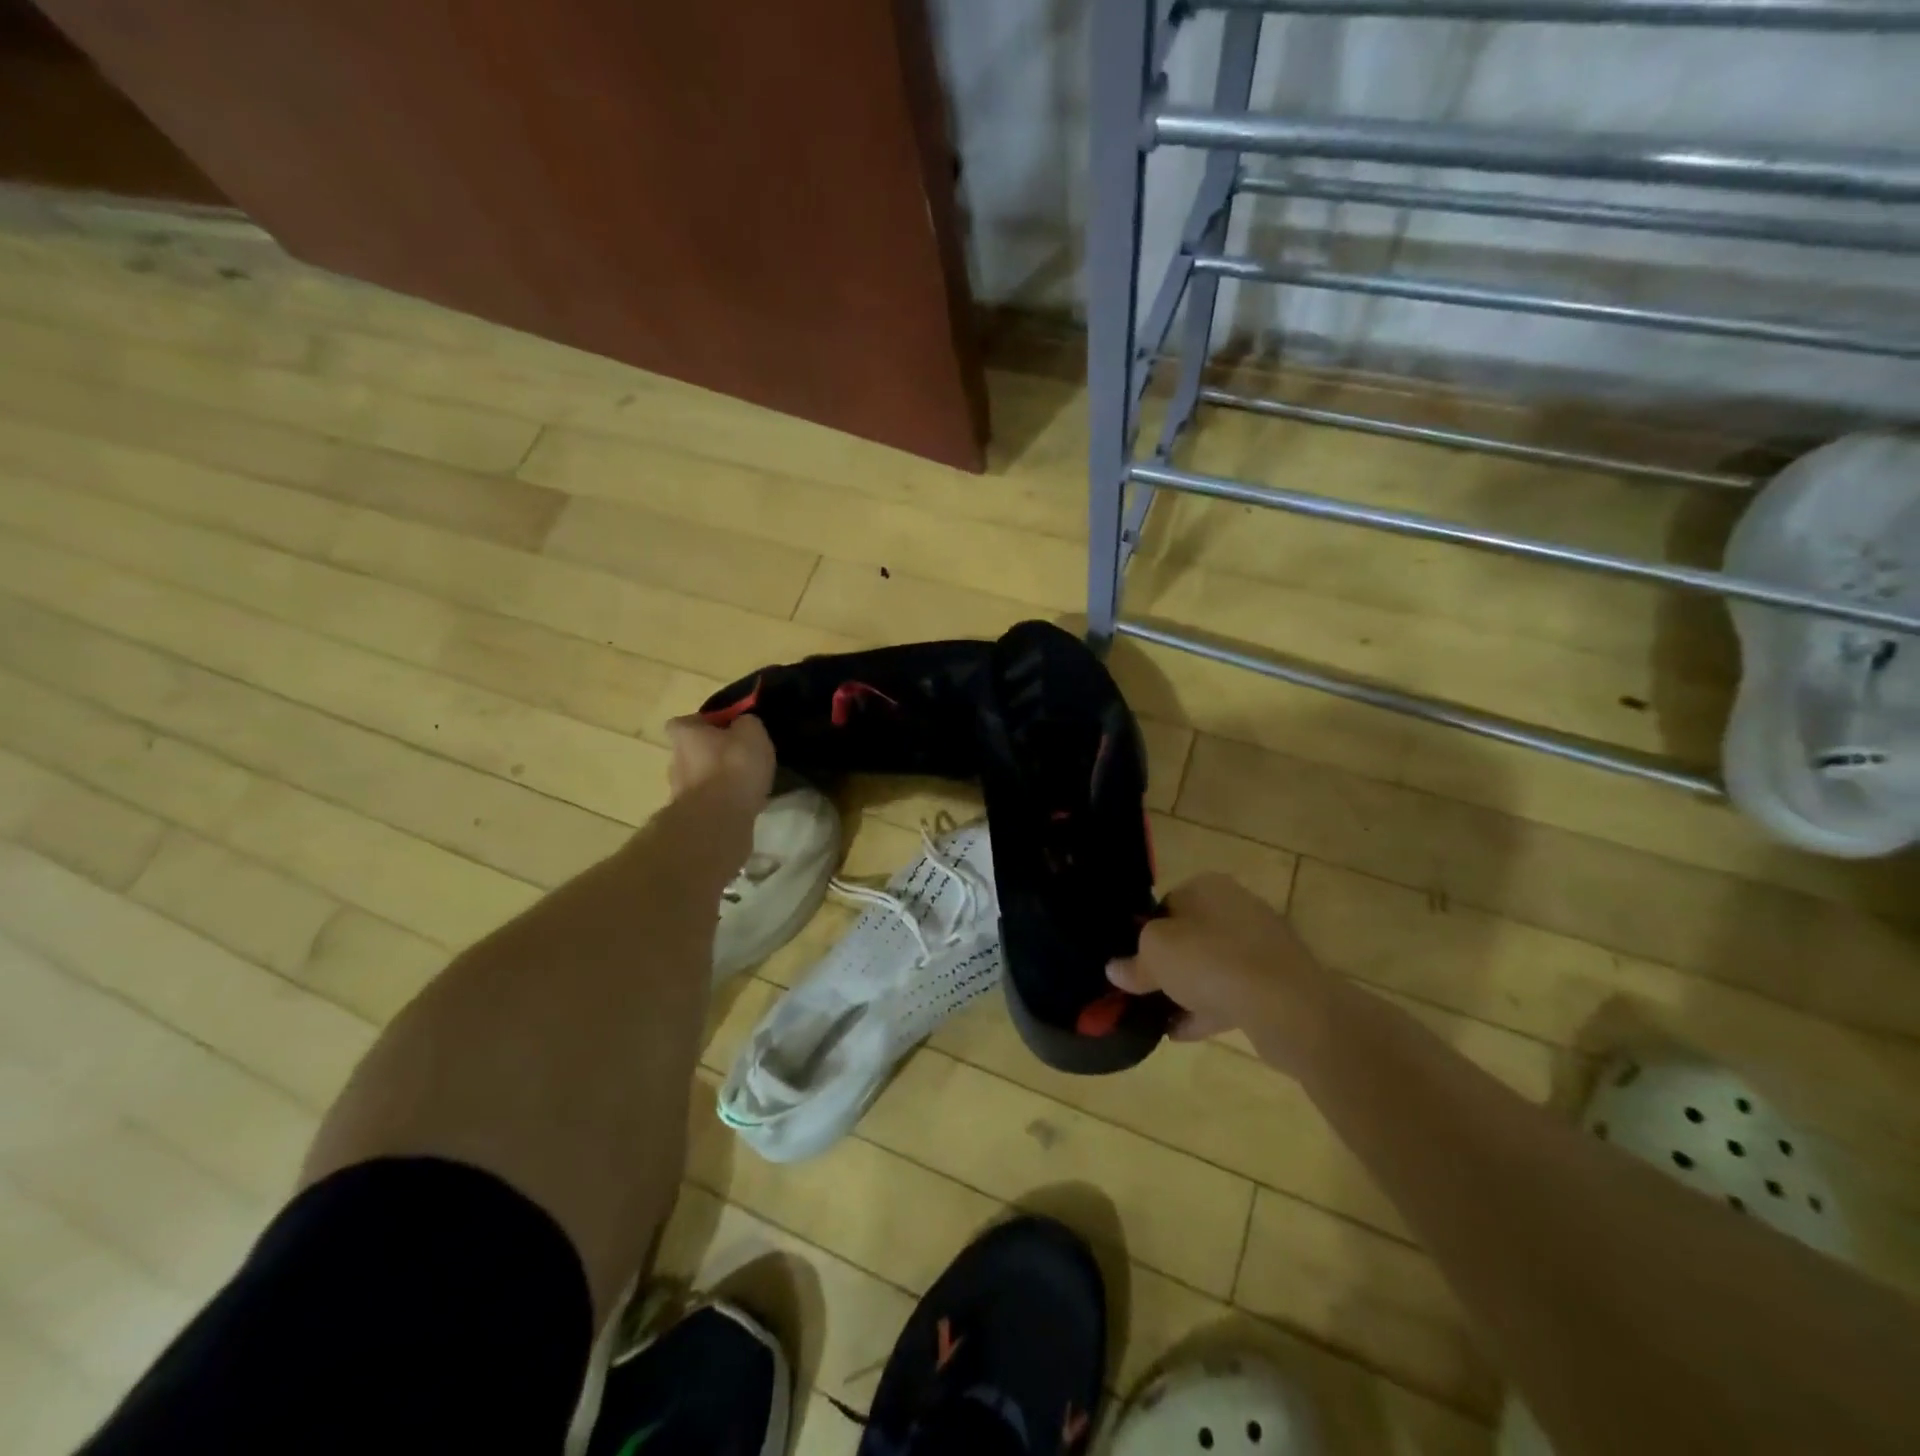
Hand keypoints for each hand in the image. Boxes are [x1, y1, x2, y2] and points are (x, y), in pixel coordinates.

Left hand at [664, 714, 775, 808]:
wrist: (718, 819)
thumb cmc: (734, 766)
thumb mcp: (752, 732)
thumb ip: (747, 722)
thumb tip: (744, 723)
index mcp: (684, 734)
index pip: (687, 721)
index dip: (708, 723)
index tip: (731, 728)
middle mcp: (675, 760)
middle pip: (694, 750)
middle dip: (715, 753)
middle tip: (742, 757)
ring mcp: (680, 790)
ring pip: (702, 778)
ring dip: (720, 779)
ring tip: (748, 783)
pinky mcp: (691, 815)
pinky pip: (710, 801)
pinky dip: (724, 800)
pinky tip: (745, 803)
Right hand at [1107, 872, 1334, 1073]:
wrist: (1287, 1005)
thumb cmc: (1210, 960)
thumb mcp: (1154, 955)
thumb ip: (1132, 962)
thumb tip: (1115, 969)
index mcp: (1207, 887)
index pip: (1165, 904)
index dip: (1144, 933)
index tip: (1131, 962)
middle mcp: (1236, 908)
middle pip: (1189, 936)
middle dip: (1167, 965)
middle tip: (1143, 991)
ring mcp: (1261, 946)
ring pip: (1211, 967)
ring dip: (1186, 991)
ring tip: (1158, 1018)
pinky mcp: (1277, 983)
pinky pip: (1232, 993)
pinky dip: (1208, 1010)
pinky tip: (1182, 1033)